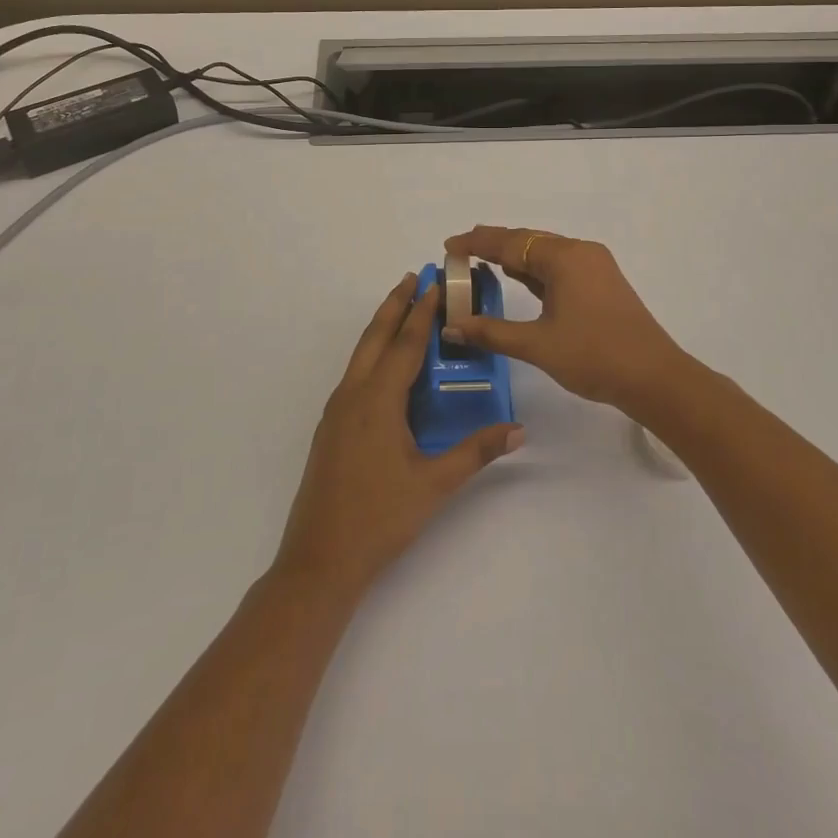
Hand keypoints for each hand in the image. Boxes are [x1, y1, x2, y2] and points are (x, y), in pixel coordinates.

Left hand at [274, 274, 523, 595]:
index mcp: (377, 401)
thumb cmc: (380, 518)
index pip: (405, 344)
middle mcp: (353, 395)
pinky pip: (355, 375)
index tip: (435, 283)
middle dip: (394, 304)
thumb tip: (518, 430)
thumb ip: (476, 451)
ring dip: (381, 327)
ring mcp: (337, 411)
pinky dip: (372, 354)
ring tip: (401, 309)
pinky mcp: (331, 428)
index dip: (422, 312)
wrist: (320, 560)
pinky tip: (385, 366)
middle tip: (413, 277)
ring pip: (361, 354)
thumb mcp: (434, 484)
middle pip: (375, 337)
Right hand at [443, 227, 694, 414]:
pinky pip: (559, 267)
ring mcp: (594, 267)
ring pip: (545, 254)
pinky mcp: (601, 283)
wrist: (654, 378)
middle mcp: (580, 252)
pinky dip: (535, 271)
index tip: (448, 245)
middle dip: (494, 245)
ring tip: (481, 261)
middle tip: (460, 250)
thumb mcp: (537, 345)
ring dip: (515, 257)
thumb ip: (493, 332)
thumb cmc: (594, 356)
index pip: (510, 243)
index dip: (476, 243)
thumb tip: (453, 326)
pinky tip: (518, 278)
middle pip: (528, 241)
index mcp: (564, 258)